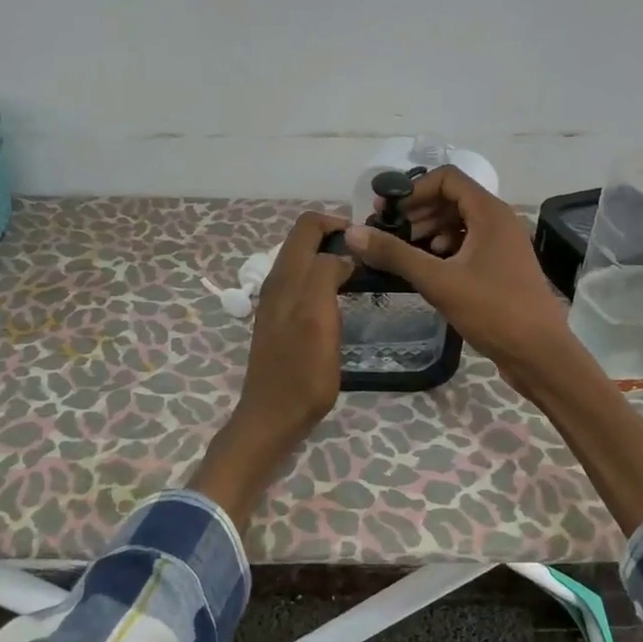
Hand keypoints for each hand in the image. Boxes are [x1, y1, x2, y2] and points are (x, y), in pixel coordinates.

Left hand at [189, 211, 352, 528]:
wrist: (273, 417)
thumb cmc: (301, 372)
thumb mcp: (318, 319)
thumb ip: (325, 276)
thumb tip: (342, 254)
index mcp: (286, 276)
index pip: (308, 225)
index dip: (339, 224)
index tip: (368, 243)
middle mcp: (278, 282)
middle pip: (306, 241)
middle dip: (337, 240)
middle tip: (370, 259)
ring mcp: (278, 302)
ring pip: (306, 263)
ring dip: (333, 260)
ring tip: (362, 278)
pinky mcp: (282, 320)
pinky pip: (305, 285)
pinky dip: (326, 281)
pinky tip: (343, 302)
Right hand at [342, 168, 574, 394]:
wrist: (539, 353)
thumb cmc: (493, 310)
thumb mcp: (438, 281)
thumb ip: (395, 254)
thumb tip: (353, 233)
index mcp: (490, 213)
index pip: (447, 178)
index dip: (414, 189)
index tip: (387, 211)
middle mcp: (499, 221)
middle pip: (452, 198)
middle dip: (418, 210)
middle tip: (388, 231)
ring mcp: (502, 244)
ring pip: (459, 222)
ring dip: (429, 230)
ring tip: (404, 251)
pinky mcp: (501, 266)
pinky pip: (468, 243)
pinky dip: (445, 248)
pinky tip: (430, 268)